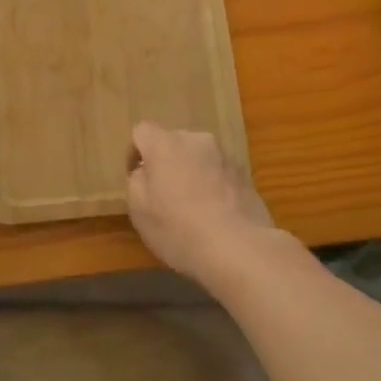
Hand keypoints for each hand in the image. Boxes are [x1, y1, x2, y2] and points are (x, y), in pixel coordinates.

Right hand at [124, 122, 278, 289]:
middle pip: (173, 143)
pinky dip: (213, 187)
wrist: (239, 249)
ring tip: (193, 208)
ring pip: (198, 158)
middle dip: (166, 163)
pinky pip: (219, 174)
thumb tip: (145, 172)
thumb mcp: (139, 211)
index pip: (143, 131)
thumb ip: (136, 182)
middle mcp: (196, 140)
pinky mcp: (245, 175)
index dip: (136, 152)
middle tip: (164, 195)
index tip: (137, 178)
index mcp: (165, 144)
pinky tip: (215, 216)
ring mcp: (224, 156)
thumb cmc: (179, 229)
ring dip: (191, 174)